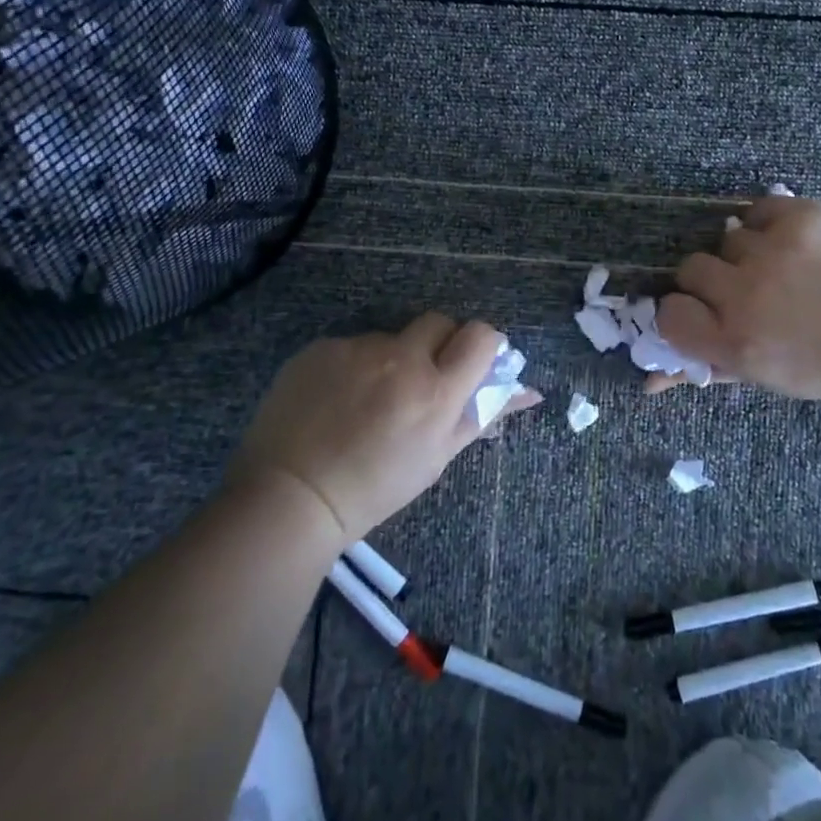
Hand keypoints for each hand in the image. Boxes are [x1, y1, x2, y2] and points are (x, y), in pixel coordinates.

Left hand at [228, 314, 536, 542]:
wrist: (290, 498)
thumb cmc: (375, 488)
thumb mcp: (437, 457)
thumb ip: (483, 415)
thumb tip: (530, 392)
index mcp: (436, 391)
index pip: (481, 335)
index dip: (481, 344)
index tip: (471, 363)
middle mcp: (401, 359)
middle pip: (438, 322)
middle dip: (438, 344)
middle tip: (422, 380)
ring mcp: (357, 349)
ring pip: (391, 338)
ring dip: (391, 360)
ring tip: (366, 401)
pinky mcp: (321, 347)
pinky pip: (352, 346)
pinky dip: (353, 366)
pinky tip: (335, 400)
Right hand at [652, 195, 820, 399]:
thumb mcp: (768, 378)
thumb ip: (709, 370)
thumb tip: (651, 380)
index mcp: (736, 342)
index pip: (669, 314)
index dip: (682, 312)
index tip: (701, 312)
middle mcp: (745, 293)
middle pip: (690, 268)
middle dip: (710, 279)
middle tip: (742, 287)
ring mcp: (772, 250)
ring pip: (727, 237)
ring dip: (746, 252)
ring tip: (781, 266)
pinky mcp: (799, 216)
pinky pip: (758, 210)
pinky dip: (770, 223)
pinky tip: (793, 241)